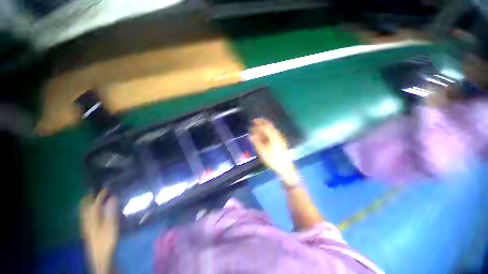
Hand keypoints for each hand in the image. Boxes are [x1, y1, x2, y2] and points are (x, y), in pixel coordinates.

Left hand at [80, 189, 118, 273]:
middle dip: (89, 198)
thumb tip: (112, 198)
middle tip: (94, 190)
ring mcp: (86, 227)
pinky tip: (90, 212)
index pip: (95, 204)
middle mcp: (87, 221)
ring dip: (87, 204)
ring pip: (84, 212)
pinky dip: (87, 211)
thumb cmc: (106, 241)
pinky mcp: (88, 231)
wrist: (100, 258)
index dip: (100, 195)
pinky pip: (85, 217)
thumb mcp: (111, 227)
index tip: (107, 188)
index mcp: (92, 219)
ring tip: (90, 198)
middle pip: (85, 207)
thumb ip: (111, 212)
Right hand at [249, 118, 299, 187]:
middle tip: (255, 122)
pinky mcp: (280, 142)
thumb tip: (251, 135)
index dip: (259, 122)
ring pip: (271, 129)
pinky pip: (273, 133)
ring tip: (258, 128)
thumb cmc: (273, 160)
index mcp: (273, 136)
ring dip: (265, 127)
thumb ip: (256, 142)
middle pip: (269, 126)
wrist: (285, 167)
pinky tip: (264, 135)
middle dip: (262, 123)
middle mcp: (277, 135)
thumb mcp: (262, 152)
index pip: (265, 126)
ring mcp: (280, 138)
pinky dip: (267, 132)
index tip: (253, 121)